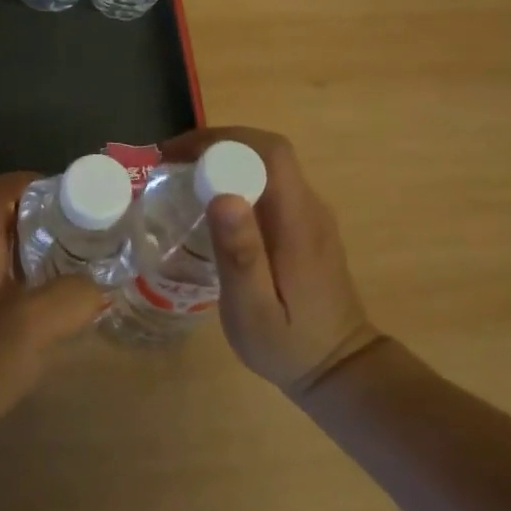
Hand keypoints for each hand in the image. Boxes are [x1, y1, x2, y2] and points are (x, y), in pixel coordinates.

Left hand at [0, 173, 108, 464]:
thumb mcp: (33, 324)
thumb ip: (73, 297)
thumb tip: (100, 287)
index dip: (33, 181)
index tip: (71, 195)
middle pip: (7, 216)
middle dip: (47, 216)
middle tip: (86, 228)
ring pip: (8, 249)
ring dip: (43, 248)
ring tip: (82, 259)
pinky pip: (7, 278)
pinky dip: (35, 277)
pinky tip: (60, 299)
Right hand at [162, 127, 382, 395]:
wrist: (340, 369)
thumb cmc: (290, 345)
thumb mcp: (254, 311)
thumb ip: (241, 255)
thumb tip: (222, 196)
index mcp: (298, 222)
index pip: (269, 153)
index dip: (222, 141)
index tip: (177, 155)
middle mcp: (310, 208)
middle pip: (267, 151)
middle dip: (216, 145)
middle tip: (170, 162)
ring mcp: (311, 214)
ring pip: (267, 164)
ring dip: (224, 158)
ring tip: (181, 175)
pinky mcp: (305, 224)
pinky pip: (269, 184)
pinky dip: (236, 177)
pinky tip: (209, 200)